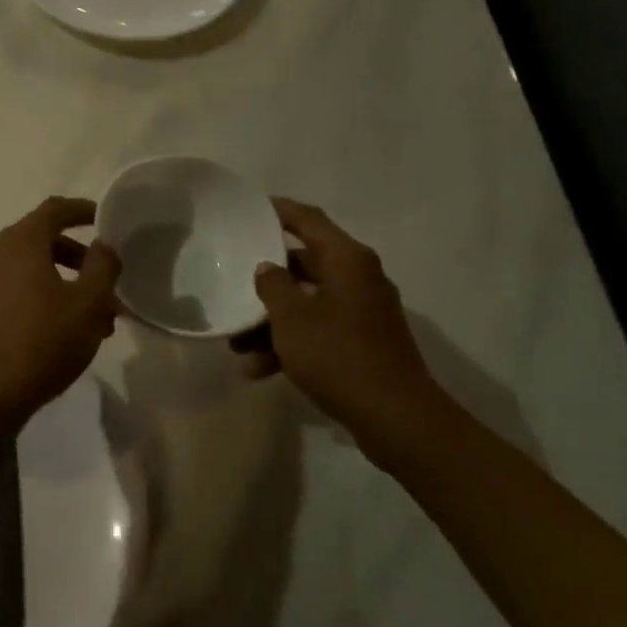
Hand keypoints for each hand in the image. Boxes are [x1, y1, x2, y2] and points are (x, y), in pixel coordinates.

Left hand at [0, 197, 121, 421]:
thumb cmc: (42, 340)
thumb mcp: (89, 303)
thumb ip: (102, 266)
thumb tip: (103, 246)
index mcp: (20, 241)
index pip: (54, 209)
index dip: (82, 210)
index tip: (105, 218)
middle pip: (44, 241)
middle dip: (80, 259)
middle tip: (108, 282)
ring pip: (33, 271)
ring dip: (66, 284)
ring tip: (98, 319)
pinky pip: (18, 291)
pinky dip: (45, 299)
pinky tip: (68, 332)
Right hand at [237, 198, 450, 449]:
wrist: (395, 417)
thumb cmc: (338, 355)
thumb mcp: (292, 318)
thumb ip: (273, 286)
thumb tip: (268, 268)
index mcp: (348, 261)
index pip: (309, 220)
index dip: (279, 211)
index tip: (249, 209)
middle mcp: (359, 279)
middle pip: (304, 265)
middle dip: (265, 281)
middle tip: (231, 283)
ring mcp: (363, 313)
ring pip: (307, 304)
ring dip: (271, 322)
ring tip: (237, 346)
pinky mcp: (363, 343)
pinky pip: (318, 332)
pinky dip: (291, 345)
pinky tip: (259, 370)